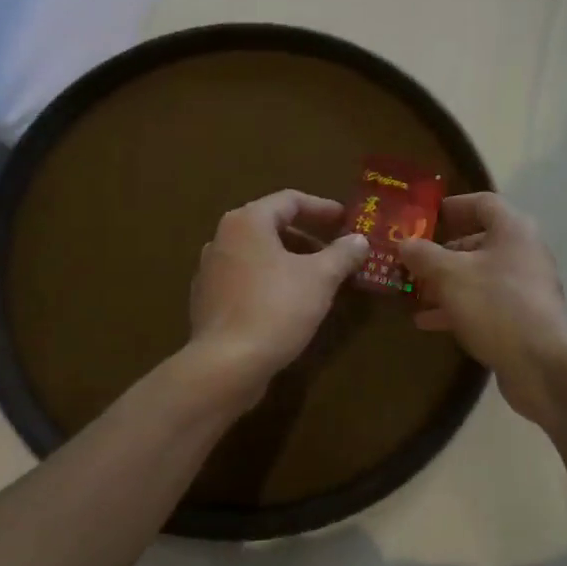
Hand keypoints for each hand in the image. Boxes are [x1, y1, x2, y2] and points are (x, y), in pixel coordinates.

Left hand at [188, 190, 368, 401]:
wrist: (226, 364)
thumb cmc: (276, 308)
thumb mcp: (320, 278)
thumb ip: (342, 254)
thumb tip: (359, 240)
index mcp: (247, 222)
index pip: (290, 200)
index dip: (322, 208)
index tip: (347, 221)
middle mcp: (222, 238)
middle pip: (271, 226)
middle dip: (307, 237)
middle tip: (336, 252)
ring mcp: (210, 270)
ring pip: (258, 254)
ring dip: (289, 260)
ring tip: (318, 279)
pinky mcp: (207, 300)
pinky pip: (245, 279)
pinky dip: (270, 281)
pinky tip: (289, 302)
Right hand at [400, 194, 566, 427]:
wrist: (541, 365)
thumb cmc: (495, 305)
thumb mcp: (450, 276)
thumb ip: (424, 256)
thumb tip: (405, 243)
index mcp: (513, 230)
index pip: (482, 203)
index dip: (453, 206)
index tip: (425, 218)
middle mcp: (523, 253)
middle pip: (479, 241)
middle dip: (443, 252)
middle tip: (413, 261)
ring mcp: (525, 288)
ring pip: (479, 276)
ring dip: (446, 283)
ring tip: (414, 293)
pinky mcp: (522, 318)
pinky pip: (485, 303)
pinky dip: (458, 307)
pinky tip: (428, 321)